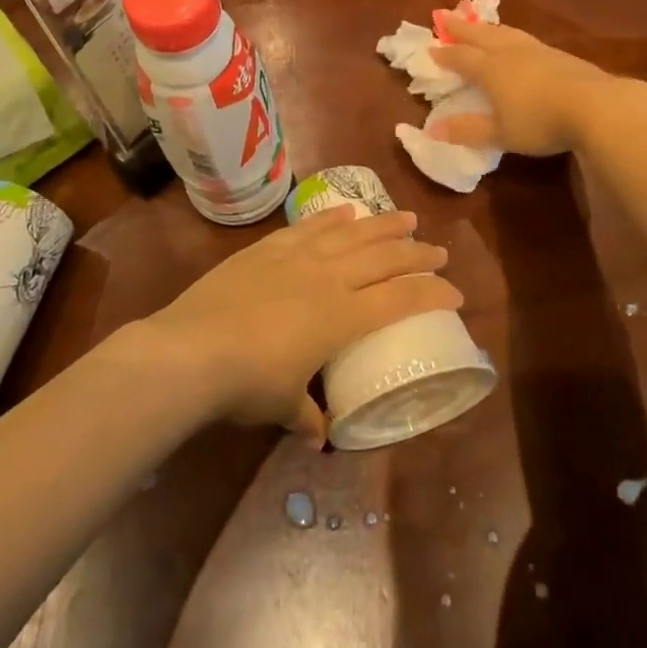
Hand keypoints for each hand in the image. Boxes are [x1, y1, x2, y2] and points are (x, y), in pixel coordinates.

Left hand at [134, 207, 461, 441]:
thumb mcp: (282, 406)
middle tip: (438, 249)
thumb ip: (306, 415)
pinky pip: (309, 227)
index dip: (432, 293)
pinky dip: (332, 218)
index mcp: (343, 317)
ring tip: (406, 218)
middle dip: (416, 252)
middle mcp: (328, 279)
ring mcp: (297, 257)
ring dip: (382, 225)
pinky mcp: (267, 248)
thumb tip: (317, 434)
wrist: (191, 349)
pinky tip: (347, 212)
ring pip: (352, 234)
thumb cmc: (247, 383)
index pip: (401, 299)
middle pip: (384, 258)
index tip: (455, 292)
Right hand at [426, 21, 623, 154]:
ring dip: (488, 28)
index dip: (445, 54)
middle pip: (480, 36)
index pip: (462, 58)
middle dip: (461, 28)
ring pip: (505, 33)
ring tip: (480, 24)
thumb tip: (432, 129)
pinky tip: (519, 42)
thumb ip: (468, 130)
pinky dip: (512, 36)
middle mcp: (510, 53)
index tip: (431, 48)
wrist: (596, 106)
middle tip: (445, 16)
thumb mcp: (500, 133)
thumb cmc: (540, 122)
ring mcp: (537, 51)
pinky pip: (526, 39)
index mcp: (490, 69)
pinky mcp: (560, 55)